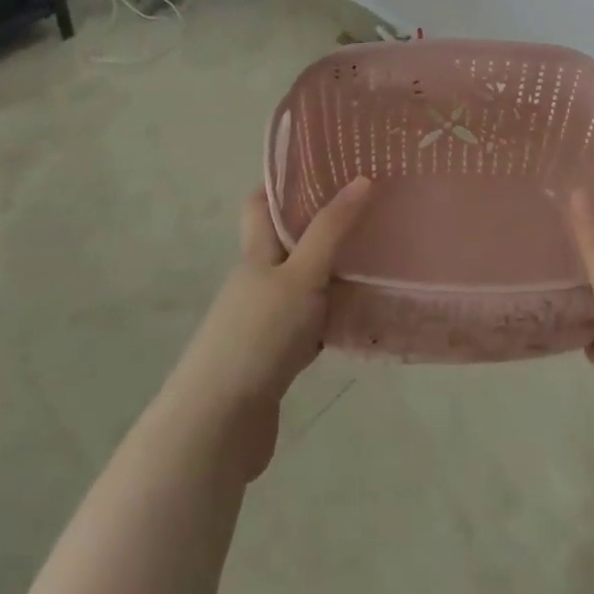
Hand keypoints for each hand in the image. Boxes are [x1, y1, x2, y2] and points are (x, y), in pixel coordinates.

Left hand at [163, 178, 371, 479]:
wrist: (217, 427)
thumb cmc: (257, 337)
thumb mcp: (301, 275)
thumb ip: (332, 230)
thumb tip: (362, 178)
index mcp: (256, 253)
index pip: (261, 203)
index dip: (284, 182)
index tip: (324, 166)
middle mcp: (257, 281)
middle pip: (287, 242)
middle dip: (321, 226)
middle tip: (368, 211)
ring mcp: (263, 321)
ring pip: (302, 284)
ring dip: (331, 273)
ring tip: (376, 258)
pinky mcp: (273, 359)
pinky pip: (309, 325)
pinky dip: (331, 318)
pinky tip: (360, 320)